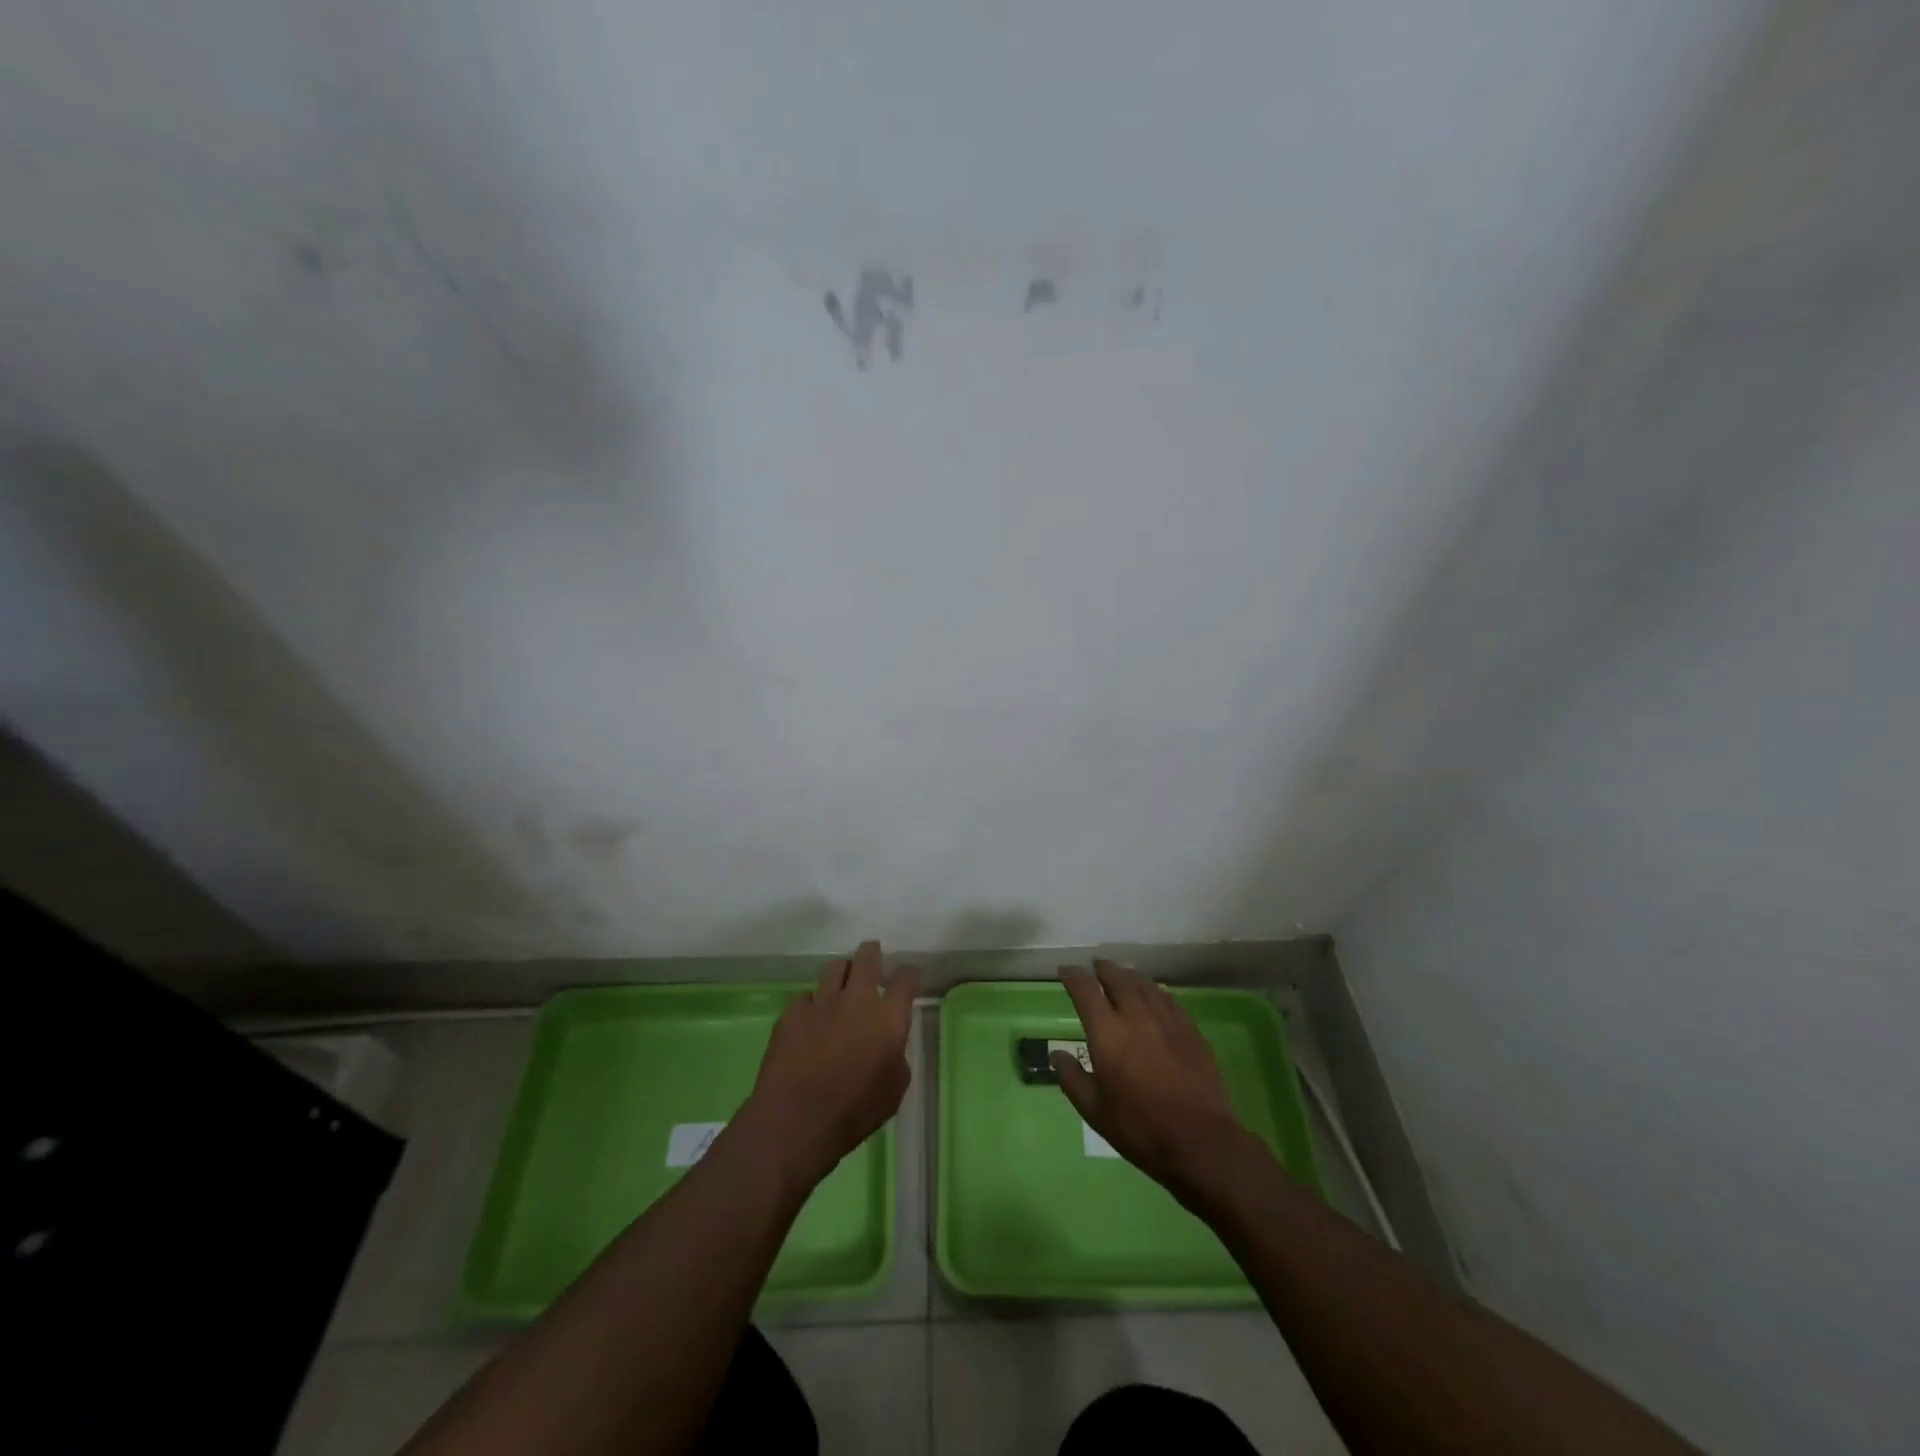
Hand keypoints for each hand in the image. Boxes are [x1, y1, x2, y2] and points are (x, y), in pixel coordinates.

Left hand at [737, 940, 917, 1193]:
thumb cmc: (854, 1111)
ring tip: (840, 986)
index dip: (909, 975)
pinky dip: (811, 1005)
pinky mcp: (792, 1013)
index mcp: (888, 1017)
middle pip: (867, 957)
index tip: (908, 978)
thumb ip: (896, 1056)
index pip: (906, 979)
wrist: (796, 1120)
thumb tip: (888, 1045)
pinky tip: (809, 1021)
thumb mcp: (894, 1090)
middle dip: (872, 954)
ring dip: (842, 974)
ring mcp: (821, 1002)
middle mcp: (857, 999)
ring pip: (834, 968)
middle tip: (872, 959)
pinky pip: (805, 997)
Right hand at [1053, 960, 1248, 1198]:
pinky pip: (1169, 1000)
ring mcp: (1167, 1021)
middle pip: (1118, 978)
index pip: (1085, 991)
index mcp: (1108, 1034)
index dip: (1073, 976)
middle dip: (1104, 969)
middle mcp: (1136, 1017)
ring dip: (1129, 976)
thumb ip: (1073, 1079)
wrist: (1201, 1142)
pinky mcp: (1191, 1031)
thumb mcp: (1095, 1111)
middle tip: (1096, 967)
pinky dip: (1156, 992)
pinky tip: (1156, 995)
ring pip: (1145, 985)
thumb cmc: (1140, 1129)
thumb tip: (1056, 1055)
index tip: (1065, 970)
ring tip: (1123, 975)